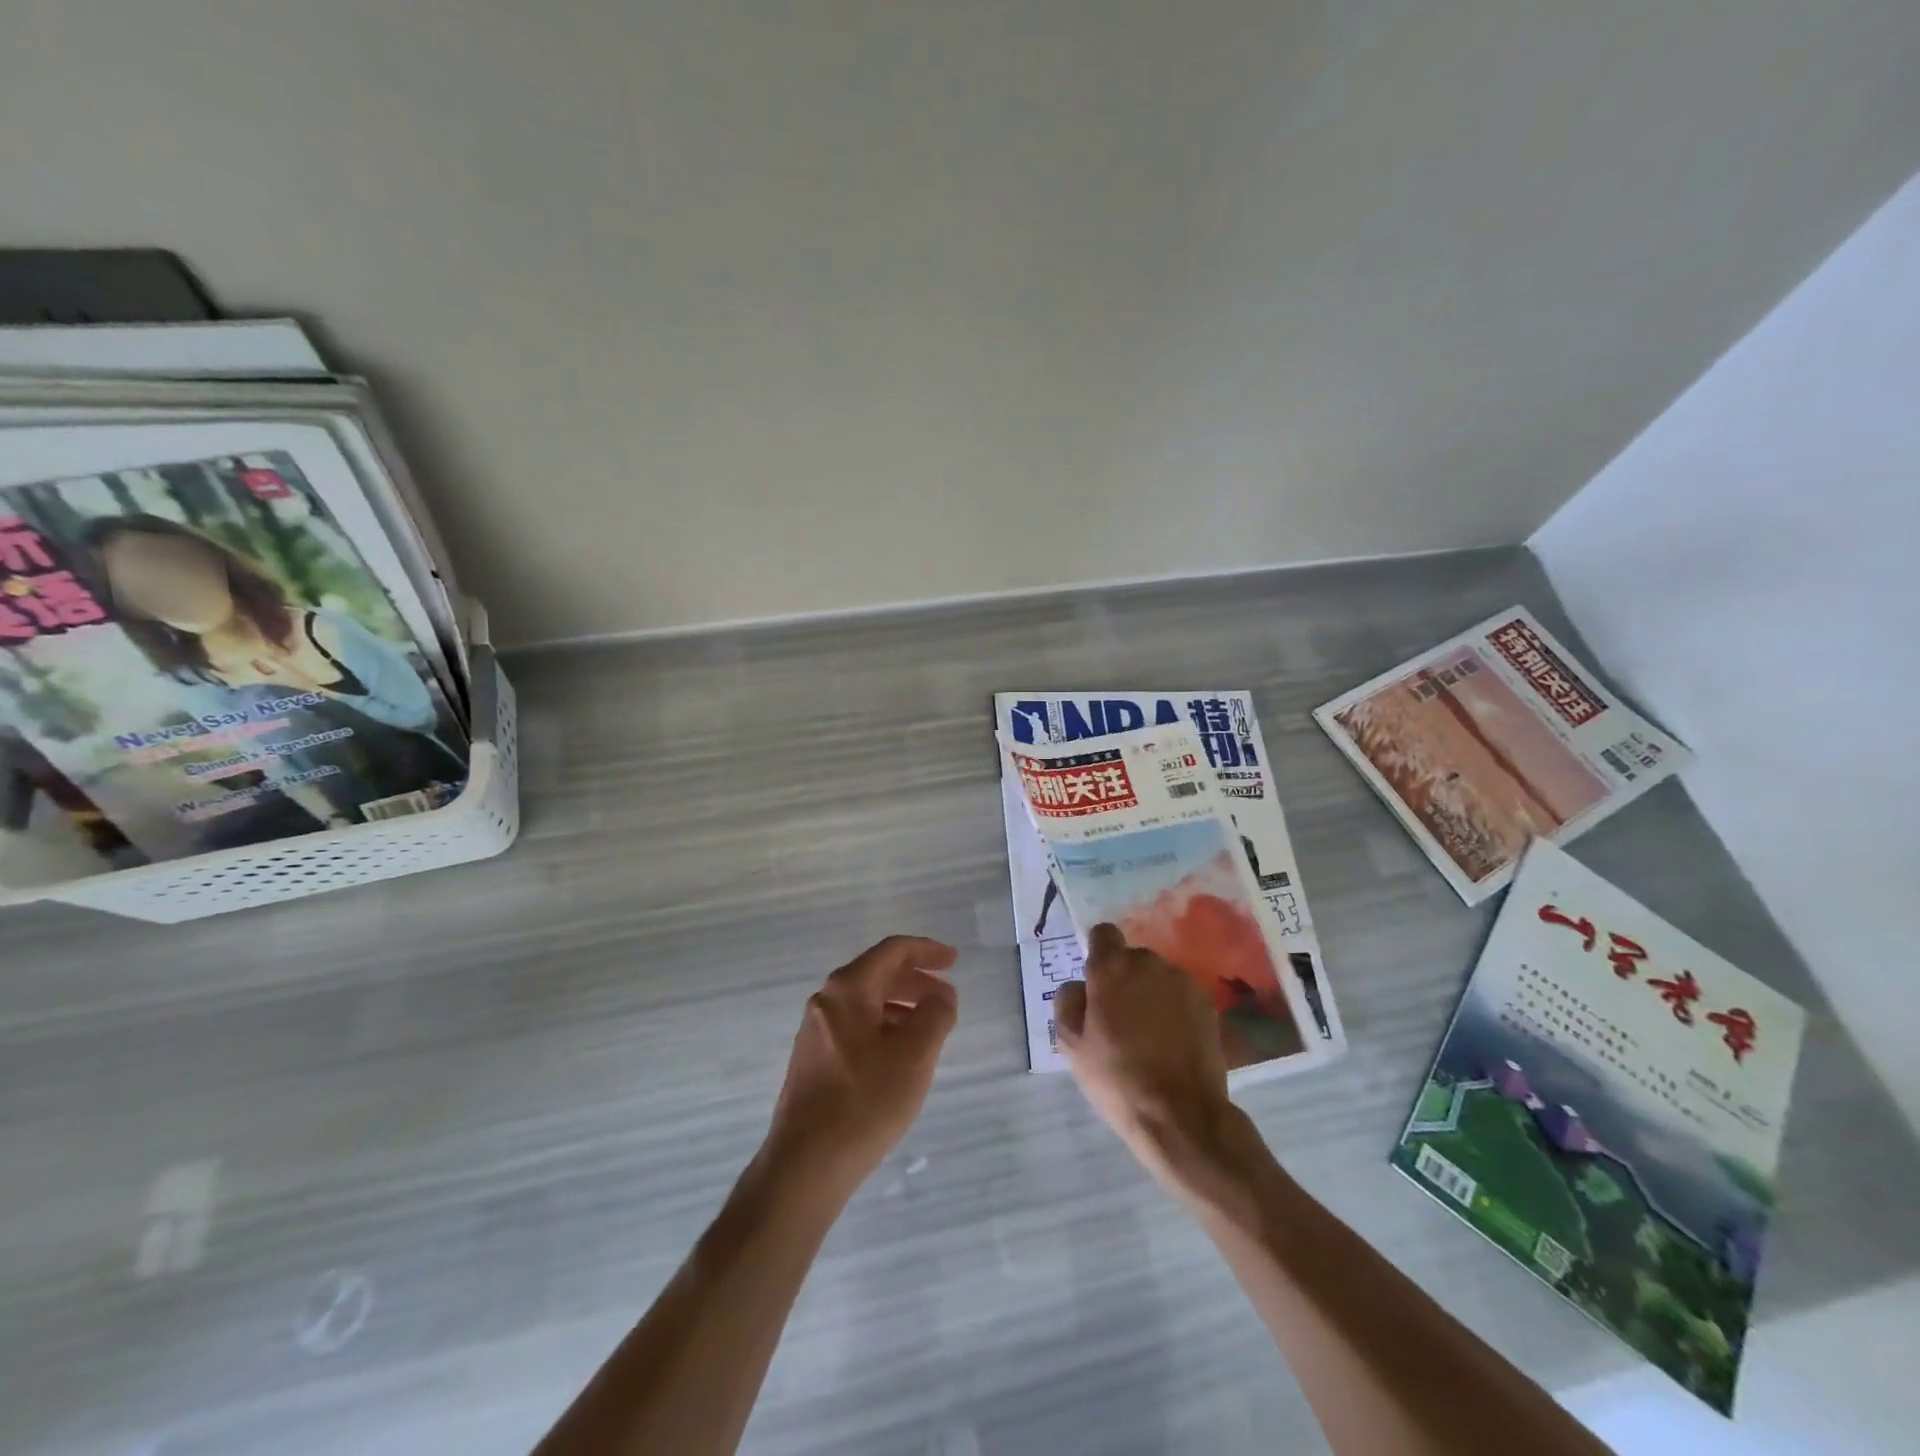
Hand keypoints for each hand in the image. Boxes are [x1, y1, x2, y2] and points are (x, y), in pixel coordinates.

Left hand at [761, 935, 958, 1197]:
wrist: (806, 1164)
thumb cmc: (865, 1101)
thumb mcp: (915, 1054)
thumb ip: (936, 1014)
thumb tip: (942, 994)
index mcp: (848, 989)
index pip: (892, 951)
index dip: (927, 951)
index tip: (954, 961)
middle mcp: (826, 1001)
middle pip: (877, 974)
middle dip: (916, 980)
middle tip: (947, 997)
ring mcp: (816, 1031)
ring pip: (866, 1003)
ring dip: (901, 1006)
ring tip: (930, 1029)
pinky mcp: (813, 1061)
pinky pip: (856, 1027)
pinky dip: (884, 1028)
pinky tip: (900, 1056)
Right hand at [1055, 924, 1247, 1200]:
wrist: (1181, 1115)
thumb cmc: (1116, 1078)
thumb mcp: (1071, 1045)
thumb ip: (1068, 1002)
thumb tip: (1079, 986)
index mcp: (1112, 968)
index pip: (1103, 933)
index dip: (1097, 954)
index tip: (1096, 984)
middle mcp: (1149, 963)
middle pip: (1132, 958)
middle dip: (1124, 978)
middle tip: (1119, 1018)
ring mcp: (1183, 982)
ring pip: (1158, 976)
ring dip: (1151, 993)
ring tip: (1149, 1034)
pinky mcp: (1207, 1003)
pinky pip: (1181, 995)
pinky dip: (1175, 1009)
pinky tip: (1172, 1042)